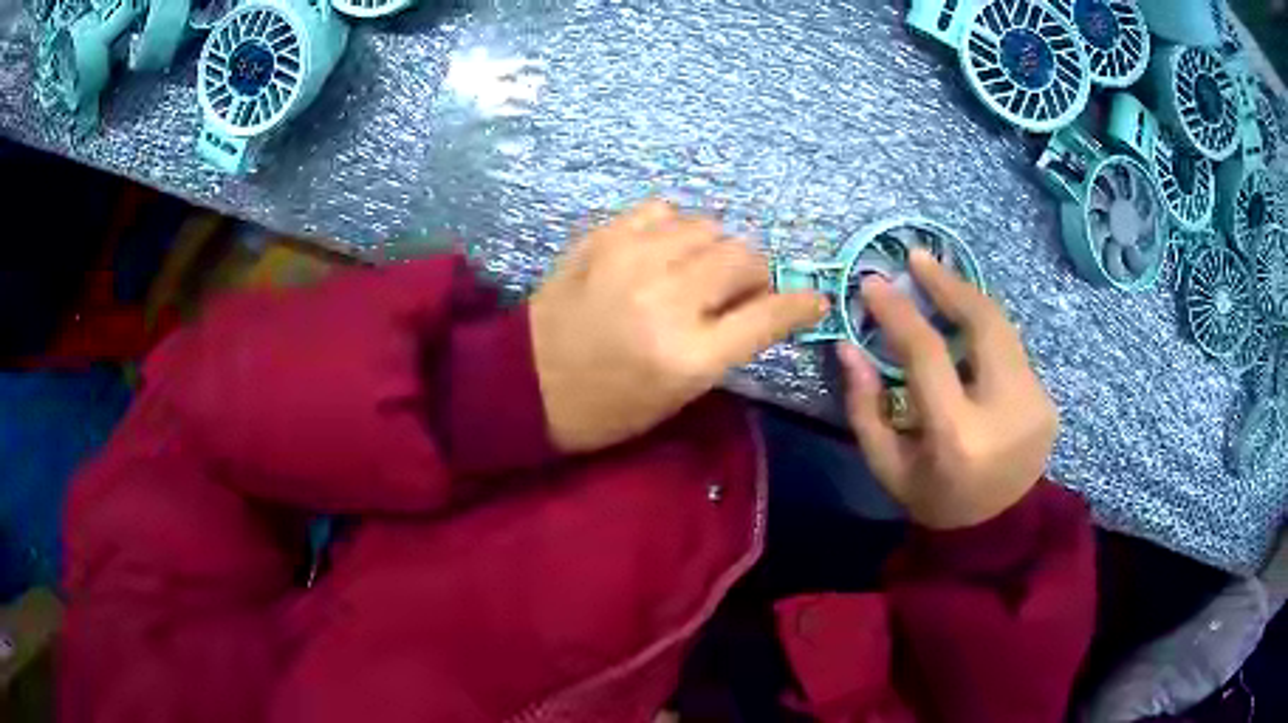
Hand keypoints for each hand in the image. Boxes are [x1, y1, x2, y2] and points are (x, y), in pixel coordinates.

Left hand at [529, 200, 826, 453]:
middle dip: (756, 273)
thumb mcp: (677, 395)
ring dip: (716, 248)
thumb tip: (763, 302)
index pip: (768, 314)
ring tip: (698, 268)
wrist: (524, 382)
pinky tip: (663, 248)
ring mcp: (631, 259)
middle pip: (744, 257)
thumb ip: (727, 345)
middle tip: (741, 289)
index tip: (812, 299)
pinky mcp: (602, 237)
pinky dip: (675, 227)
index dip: (800, 303)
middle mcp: (667, 298)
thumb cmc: (606, 407)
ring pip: (708, 226)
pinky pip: (662, 209)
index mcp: (687, 355)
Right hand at [838, 248, 1057, 529]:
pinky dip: (985, 327)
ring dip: (968, 298)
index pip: (929, 354)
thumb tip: (848, 346)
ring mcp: (1036, 403)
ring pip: (1003, 328)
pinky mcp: (1047, 400)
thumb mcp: (887, 465)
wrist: (998, 530)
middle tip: (917, 258)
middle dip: (948, 283)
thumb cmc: (935, 501)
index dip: (900, 313)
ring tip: (937, 277)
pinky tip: (964, 318)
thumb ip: (865, 406)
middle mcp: (1007, 411)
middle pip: (983, 324)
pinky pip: (1012, 348)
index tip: (874, 283)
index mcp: (959, 436)